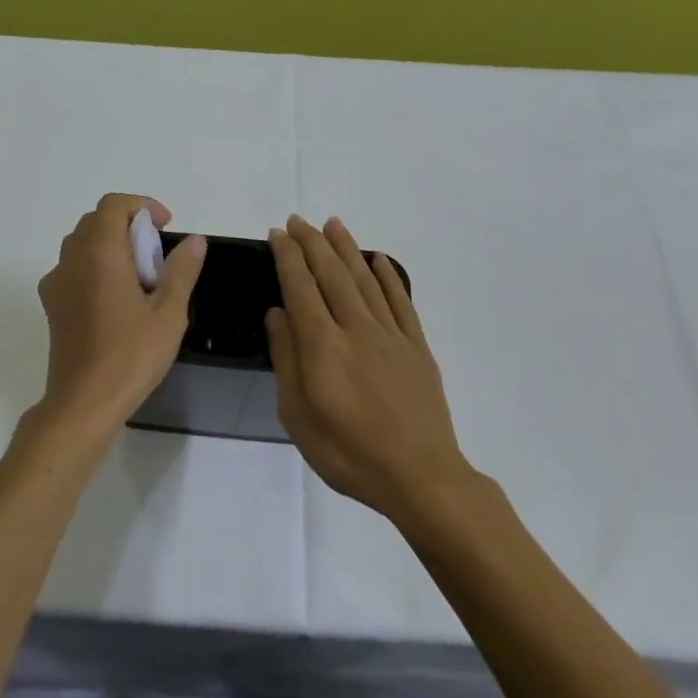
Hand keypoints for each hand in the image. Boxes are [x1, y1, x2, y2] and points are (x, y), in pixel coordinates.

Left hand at [32, 194, 206, 438]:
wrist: (83, 402)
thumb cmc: (131, 355)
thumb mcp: (169, 313)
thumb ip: (181, 270)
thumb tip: (194, 240)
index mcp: (99, 252)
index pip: (113, 205)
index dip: (142, 207)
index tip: (166, 227)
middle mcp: (71, 259)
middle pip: (96, 222)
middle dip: (128, 226)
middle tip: (157, 255)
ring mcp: (56, 282)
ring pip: (82, 245)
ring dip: (111, 247)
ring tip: (140, 279)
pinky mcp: (51, 305)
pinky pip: (73, 270)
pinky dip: (96, 268)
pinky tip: (117, 301)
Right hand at [266, 215, 471, 520]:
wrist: (419, 476)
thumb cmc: (348, 452)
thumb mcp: (298, 415)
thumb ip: (286, 359)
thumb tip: (278, 314)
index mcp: (322, 346)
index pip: (300, 287)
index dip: (287, 257)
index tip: (277, 234)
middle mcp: (356, 329)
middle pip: (331, 274)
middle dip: (312, 243)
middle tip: (298, 220)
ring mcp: (391, 335)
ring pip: (365, 280)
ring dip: (347, 249)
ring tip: (333, 224)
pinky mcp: (417, 347)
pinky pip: (401, 302)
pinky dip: (387, 277)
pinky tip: (377, 260)